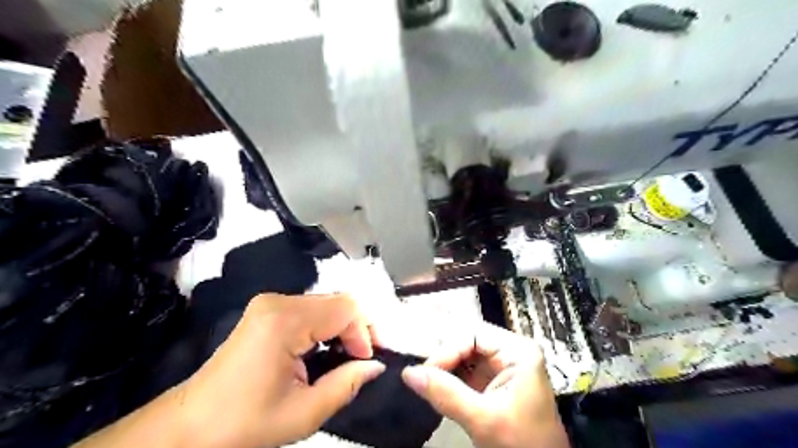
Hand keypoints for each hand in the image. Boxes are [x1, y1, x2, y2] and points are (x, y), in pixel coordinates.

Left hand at [176, 294, 385, 447]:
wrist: (190, 424)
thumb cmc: (244, 422)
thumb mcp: (304, 412)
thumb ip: (347, 384)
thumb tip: (376, 365)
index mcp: (285, 321)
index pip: (345, 308)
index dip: (364, 332)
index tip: (366, 361)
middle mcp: (278, 301)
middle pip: (338, 300)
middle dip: (357, 328)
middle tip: (363, 358)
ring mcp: (270, 302)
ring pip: (327, 303)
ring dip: (343, 327)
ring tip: (347, 356)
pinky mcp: (267, 309)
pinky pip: (311, 309)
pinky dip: (326, 325)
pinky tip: (325, 348)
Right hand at [402, 322, 570, 446]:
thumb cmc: (522, 444)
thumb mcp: (484, 419)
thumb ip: (446, 394)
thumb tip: (408, 373)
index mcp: (518, 351)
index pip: (473, 336)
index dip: (447, 351)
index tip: (425, 372)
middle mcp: (510, 352)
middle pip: (467, 342)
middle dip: (444, 359)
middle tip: (421, 375)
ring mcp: (501, 367)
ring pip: (464, 356)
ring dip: (444, 368)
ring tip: (425, 381)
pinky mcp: (492, 383)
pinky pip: (465, 372)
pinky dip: (449, 379)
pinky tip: (436, 387)